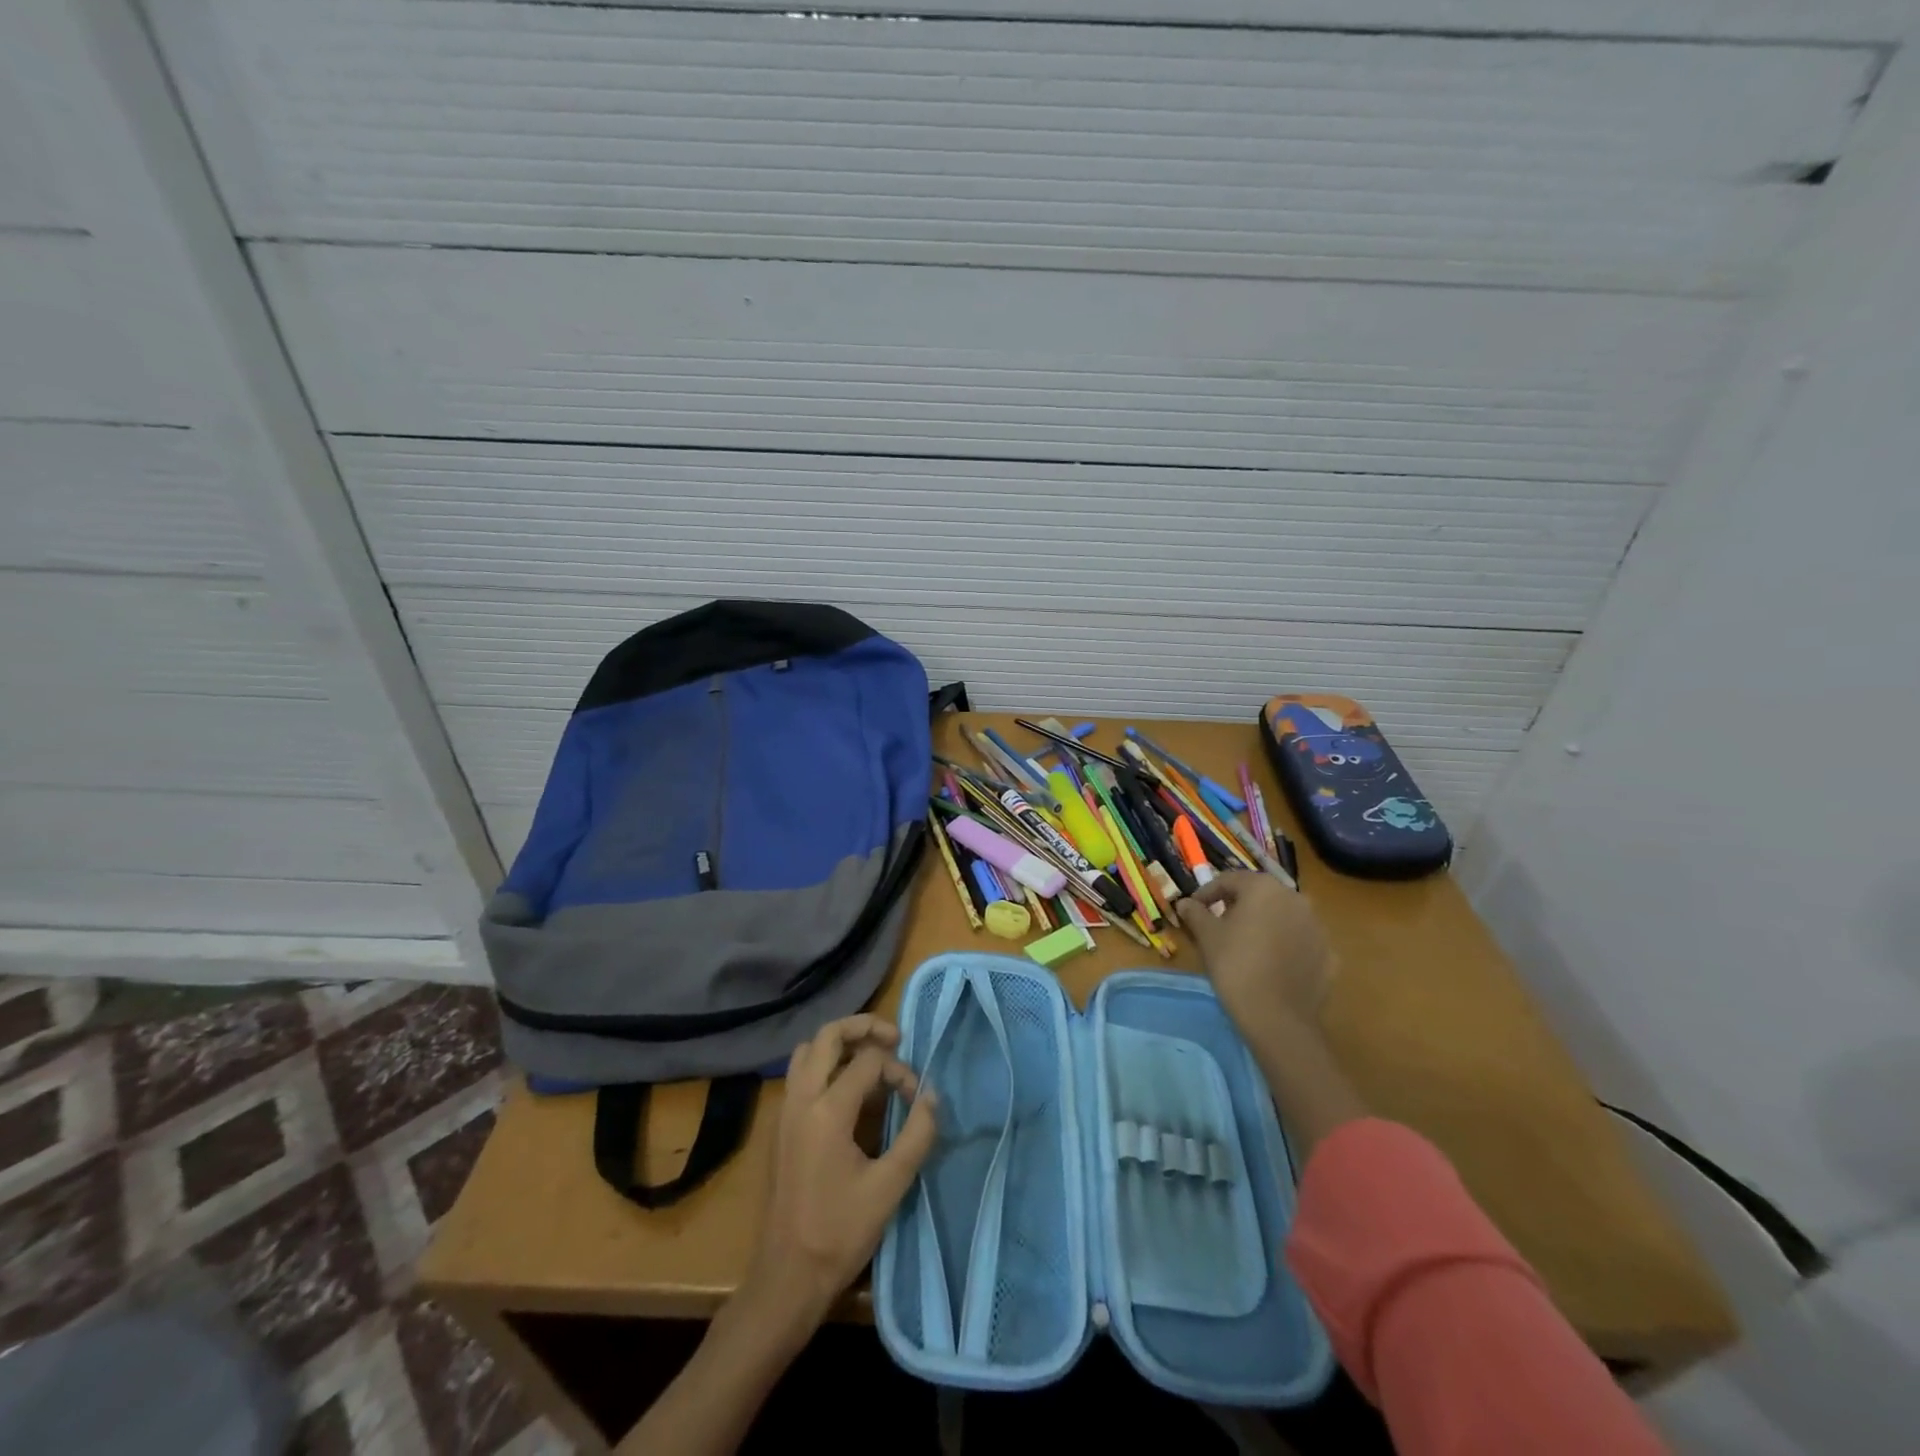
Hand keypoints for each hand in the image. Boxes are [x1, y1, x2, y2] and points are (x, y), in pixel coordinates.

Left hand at [744, 1015, 938, 1329]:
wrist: (786, 1279)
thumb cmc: (839, 1234)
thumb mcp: (890, 1186)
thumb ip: (916, 1135)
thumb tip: (932, 1096)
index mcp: (827, 1110)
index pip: (868, 1061)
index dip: (899, 1070)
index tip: (916, 1098)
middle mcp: (800, 1099)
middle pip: (828, 1035)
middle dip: (863, 1027)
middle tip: (894, 1038)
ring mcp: (785, 1111)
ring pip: (808, 1050)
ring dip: (840, 1044)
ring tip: (871, 1057)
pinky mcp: (780, 1126)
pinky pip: (800, 1073)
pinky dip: (825, 1064)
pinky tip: (848, 1089)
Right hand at [1177, 872, 1333, 1037]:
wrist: (1277, 1017)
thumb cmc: (1235, 966)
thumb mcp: (1207, 936)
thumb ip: (1195, 913)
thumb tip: (1185, 903)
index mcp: (1264, 888)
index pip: (1229, 880)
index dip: (1207, 893)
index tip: (1194, 909)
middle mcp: (1295, 898)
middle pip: (1259, 895)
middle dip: (1237, 906)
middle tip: (1218, 924)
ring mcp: (1317, 927)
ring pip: (1283, 916)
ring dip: (1264, 924)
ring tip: (1245, 945)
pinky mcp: (1329, 954)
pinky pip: (1300, 941)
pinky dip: (1284, 946)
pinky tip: (1271, 965)